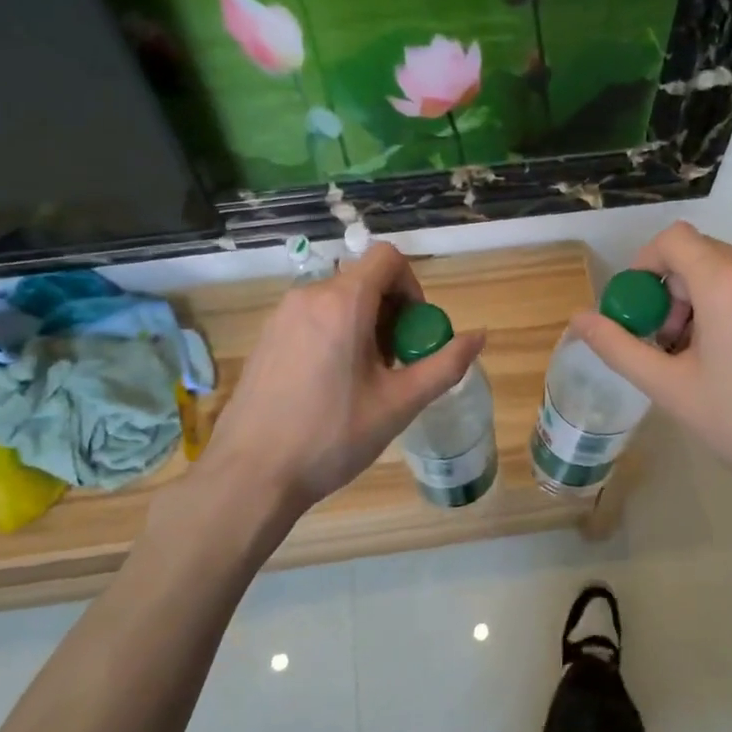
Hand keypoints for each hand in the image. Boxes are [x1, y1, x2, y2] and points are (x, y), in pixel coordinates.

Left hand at [196, 242, 485, 528]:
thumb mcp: (399, 403)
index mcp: (343, 303)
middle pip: (364, 280)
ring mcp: (281, 316)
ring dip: (364, 325)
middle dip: (391, 312)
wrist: (251, 474)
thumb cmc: (332, 436)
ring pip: (338, 300)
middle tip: (397, 362)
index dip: (412, 285)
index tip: (416, 330)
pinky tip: (332, 384)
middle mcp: (308, 296)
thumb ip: (445, 365)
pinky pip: (313, 317)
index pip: (387, 258)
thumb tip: (480, 336)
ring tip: (367, 378)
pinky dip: (335, 334)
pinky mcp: (266, 337)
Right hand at [568, 223, 731, 538]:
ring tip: (709, 354)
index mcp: (728, 285)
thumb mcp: (669, 388)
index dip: (646, 263)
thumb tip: (578, 320)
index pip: (675, 239)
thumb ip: (618, 347)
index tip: (640, 306)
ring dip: (711, 298)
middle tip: (670, 339)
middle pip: (707, 255)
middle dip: (676, 287)